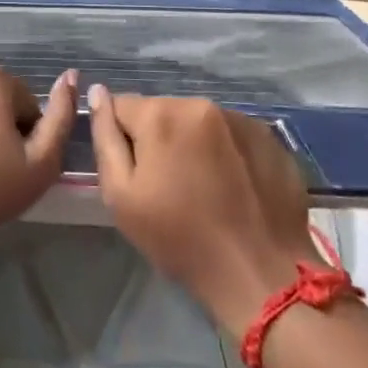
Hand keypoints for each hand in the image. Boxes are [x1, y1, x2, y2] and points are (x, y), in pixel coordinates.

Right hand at [89, 89, 317, 338]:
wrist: (261, 275)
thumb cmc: (181, 240)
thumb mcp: (122, 196)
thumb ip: (104, 137)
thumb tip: (97, 92)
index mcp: (161, 114)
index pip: (122, 106)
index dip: (122, 140)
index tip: (137, 175)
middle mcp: (200, 104)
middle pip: (162, 112)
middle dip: (159, 139)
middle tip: (170, 186)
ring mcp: (240, 118)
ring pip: (198, 123)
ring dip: (193, 144)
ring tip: (205, 188)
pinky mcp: (270, 138)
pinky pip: (231, 135)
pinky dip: (226, 153)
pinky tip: (233, 187)